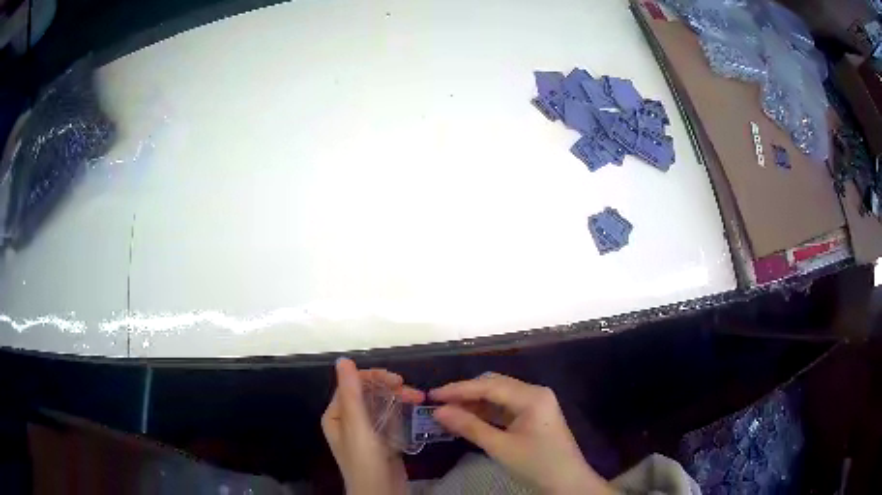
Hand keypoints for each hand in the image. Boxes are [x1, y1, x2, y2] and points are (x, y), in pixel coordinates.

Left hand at [322, 358, 424, 494]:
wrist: (381, 493)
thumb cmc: (364, 461)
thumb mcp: (357, 426)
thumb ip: (351, 393)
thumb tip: (343, 360)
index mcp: (336, 415)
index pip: (352, 386)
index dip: (373, 378)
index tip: (398, 380)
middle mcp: (349, 420)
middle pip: (368, 394)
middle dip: (390, 388)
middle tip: (413, 391)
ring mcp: (367, 431)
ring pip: (382, 405)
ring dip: (399, 398)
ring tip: (419, 399)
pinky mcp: (383, 440)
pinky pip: (391, 418)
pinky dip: (402, 412)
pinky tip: (415, 410)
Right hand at [430, 373, 612, 494]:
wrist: (568, 483)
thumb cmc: (537, 464)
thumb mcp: (500, 447)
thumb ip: (469, 427)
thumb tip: (438, 412)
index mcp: (531, 396)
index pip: (489, 385)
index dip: (458, 389)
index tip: (432, 395)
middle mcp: (534, 393)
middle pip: (494, 386)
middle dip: (465, 394)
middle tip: (437, 403)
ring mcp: (535, 404)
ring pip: (498, 397)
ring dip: (474, 404)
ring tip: (447, 412)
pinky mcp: (533, 416)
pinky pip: (505, 408)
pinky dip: (486, 413)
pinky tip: (468, 419)